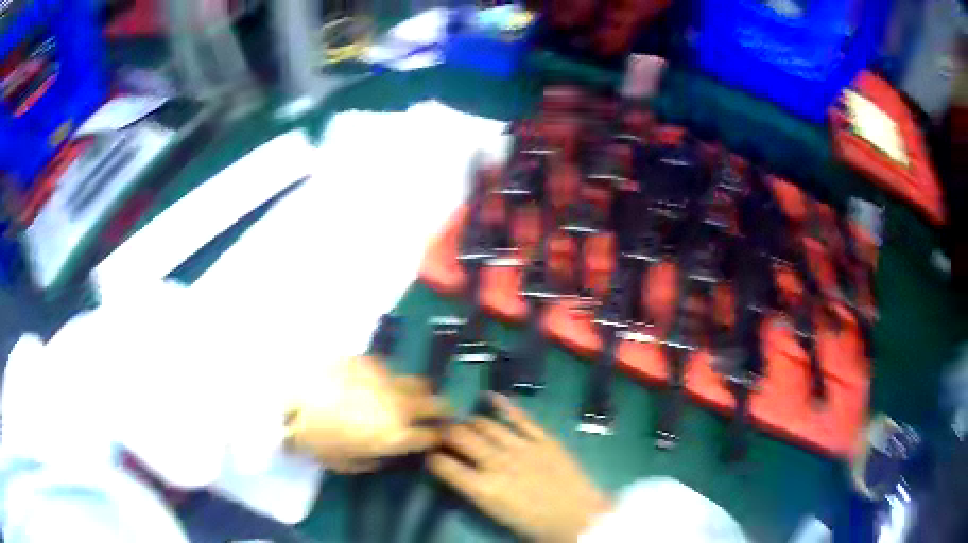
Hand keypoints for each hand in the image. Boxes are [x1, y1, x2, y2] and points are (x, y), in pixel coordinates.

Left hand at [283, 356, 450, 473]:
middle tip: (437, 412)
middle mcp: (400, 407)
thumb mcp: (346, 463)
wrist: (290, 400)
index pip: (431, 436)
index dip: (436, 437)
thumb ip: (373, 460)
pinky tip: (377, 382)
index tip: (434, 437)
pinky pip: (390, 370)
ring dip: (418, 392)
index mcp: (396, 436)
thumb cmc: (317, 440)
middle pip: (436, 404)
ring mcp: (386, 381)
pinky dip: (390, 379)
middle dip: (441, 409)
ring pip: (418, 383)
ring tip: (407, 396)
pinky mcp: (370, 362)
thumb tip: (384, 454)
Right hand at [428, 394, 611, 541]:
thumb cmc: (536, 525)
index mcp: (484, 489)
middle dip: (446, 433)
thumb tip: (460, 473)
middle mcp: (498, 464)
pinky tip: (490, 397)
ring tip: (464, 422)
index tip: (431, 454)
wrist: (579, 518)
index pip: (444, 465)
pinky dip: (503, 405)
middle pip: (461, 437)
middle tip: (443, 433)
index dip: (432, 457)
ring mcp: (522, 448)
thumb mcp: (496, 513)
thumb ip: (476, 490)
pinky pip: (520, 418)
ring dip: (470, 422)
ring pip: (486, 424)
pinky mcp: (544, 439)